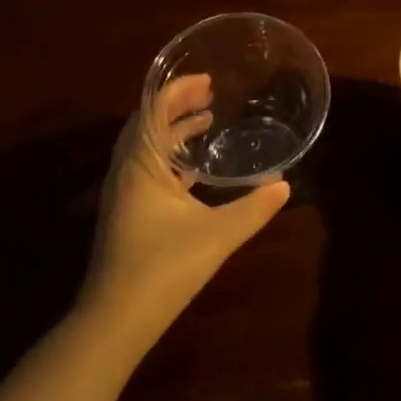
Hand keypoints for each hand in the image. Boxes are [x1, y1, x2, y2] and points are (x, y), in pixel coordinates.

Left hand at [83, 74, 291, 347]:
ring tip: (205, 120)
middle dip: (176, 105)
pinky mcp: (127, 213)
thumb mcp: (217, 235)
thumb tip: (285, 186)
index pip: (154, 110)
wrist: (115, 320)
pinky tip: (194, 169)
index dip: (178, 90)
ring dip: (172, 130)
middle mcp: (126, 171)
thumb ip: (253, 208)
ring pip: (146, 147)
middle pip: (147, 123)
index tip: (207, 80)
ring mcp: (123, 194)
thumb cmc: (163, 269)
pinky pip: (147, 169)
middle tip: (209, 94)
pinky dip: (169, 157)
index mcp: (140, 165)